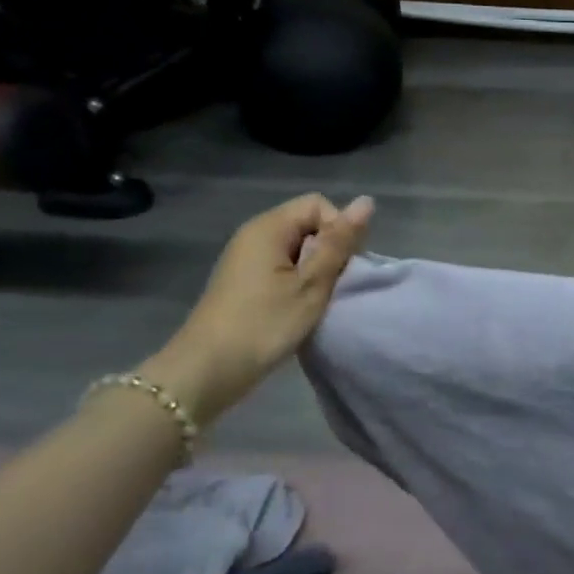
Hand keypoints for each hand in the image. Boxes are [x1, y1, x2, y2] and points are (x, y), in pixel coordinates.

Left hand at [141, 194, 372, 423]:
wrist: (207, 372)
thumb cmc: (264, 324)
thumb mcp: (312, 283)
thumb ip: (339, 243)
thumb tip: (366, 201)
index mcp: (269, 227)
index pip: (318, 205)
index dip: (338, 229)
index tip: (342, 265)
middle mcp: (254, 235)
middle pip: (307, 225)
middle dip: (328, 250)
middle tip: (331, 286)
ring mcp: (246, 259)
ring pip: (297, 249)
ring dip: (315, 270)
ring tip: (316, 300)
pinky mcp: (244, 282)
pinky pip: (282, 267)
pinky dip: (297, 283)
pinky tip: (298, 309)